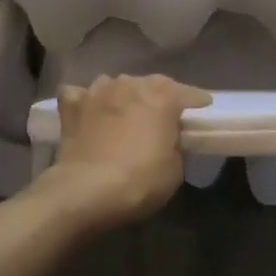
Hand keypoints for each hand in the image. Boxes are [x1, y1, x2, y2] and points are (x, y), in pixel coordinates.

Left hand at [40, 74, 211, 230]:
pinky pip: (79, 95)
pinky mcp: (71, 106)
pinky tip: (87, 114)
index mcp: (163, 95)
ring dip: (121, 97)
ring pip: (114, 85)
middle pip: (150, 85)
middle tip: (160, 117)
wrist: (87, 191)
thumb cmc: (141, 180)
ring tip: (122, 115)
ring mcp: (97, 91)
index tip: (203, 107)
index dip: (197, 101)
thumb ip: (174, 144)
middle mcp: (130, 84)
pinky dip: (84, 102)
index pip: (188, 93)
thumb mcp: (175, 168)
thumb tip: (167, 139)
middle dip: (157, 98)